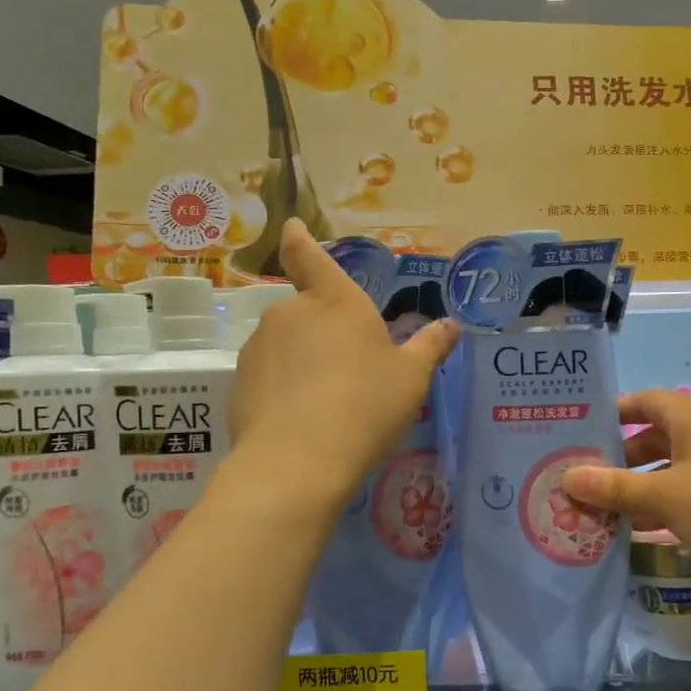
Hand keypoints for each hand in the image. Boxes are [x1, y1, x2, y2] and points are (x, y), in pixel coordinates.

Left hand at [232, 219, 458, 503]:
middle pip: (307, 311)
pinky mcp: (239, 381)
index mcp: (336, 301)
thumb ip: (429, 347)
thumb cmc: (365, 407)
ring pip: (286, 345)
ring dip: (303, 361)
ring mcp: (259, 345)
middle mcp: (291, 313)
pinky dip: (283, 388)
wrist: (298, 462)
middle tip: (350, 373)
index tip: (291, 228)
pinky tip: (301, 422)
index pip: (310, 256)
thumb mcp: (411, 379)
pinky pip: (268, 375)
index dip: (300, 240)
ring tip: (327, 405)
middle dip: (324, 333)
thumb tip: (451, 325)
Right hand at [560, 388, 690, 586]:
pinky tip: (651, 528)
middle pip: (654, 434)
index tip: (579, 436)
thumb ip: (614, 488)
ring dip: (644, 484)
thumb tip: (567, 477)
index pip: (640, 402)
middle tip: (587, 481)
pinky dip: (671, 498)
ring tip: (610, 511)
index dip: (609, 416)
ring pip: (674, 463)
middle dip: (621, 459)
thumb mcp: (665, 498)